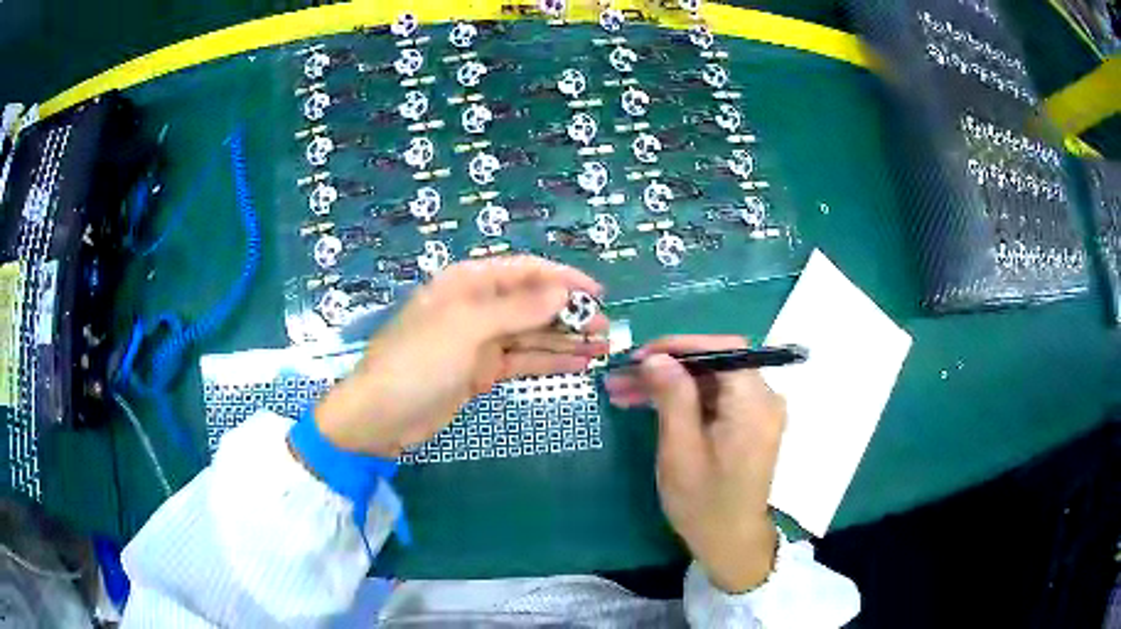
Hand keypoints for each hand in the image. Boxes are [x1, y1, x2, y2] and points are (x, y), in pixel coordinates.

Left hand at [315, 256, 608, 456]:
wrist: (381, 416)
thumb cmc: (418, 361)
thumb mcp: (467, 328)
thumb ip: (517, 309)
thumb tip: (562, 292)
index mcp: (468, 283)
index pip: (524, 271)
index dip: (562, 279)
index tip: (598, 294)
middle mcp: (477, 307)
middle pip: (532, 303)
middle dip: (569, 314)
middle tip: (606, 329)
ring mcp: (480, 342)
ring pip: (532, 334)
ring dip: (565, 339)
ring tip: (602, 347)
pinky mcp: (482, 372)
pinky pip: (523, 361)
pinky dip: (549, 362)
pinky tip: (578, 365)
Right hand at [604, 335, 785, 592]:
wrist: (730, 542)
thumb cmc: (704, 502)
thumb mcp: (681, 451)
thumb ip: (672, 398)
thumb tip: (656, 358)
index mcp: (754, 403)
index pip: (723, 350)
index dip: (681, 345)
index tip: (641, 356)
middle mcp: (763, 399)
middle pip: (714, 365)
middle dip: (667, 367)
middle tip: (622, 375)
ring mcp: (756, 411)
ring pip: (709, 381)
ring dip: (668, 384)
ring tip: (622, 390)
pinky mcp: (746, 423)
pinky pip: (713, 399)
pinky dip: (682, 400)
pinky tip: (646, 404)